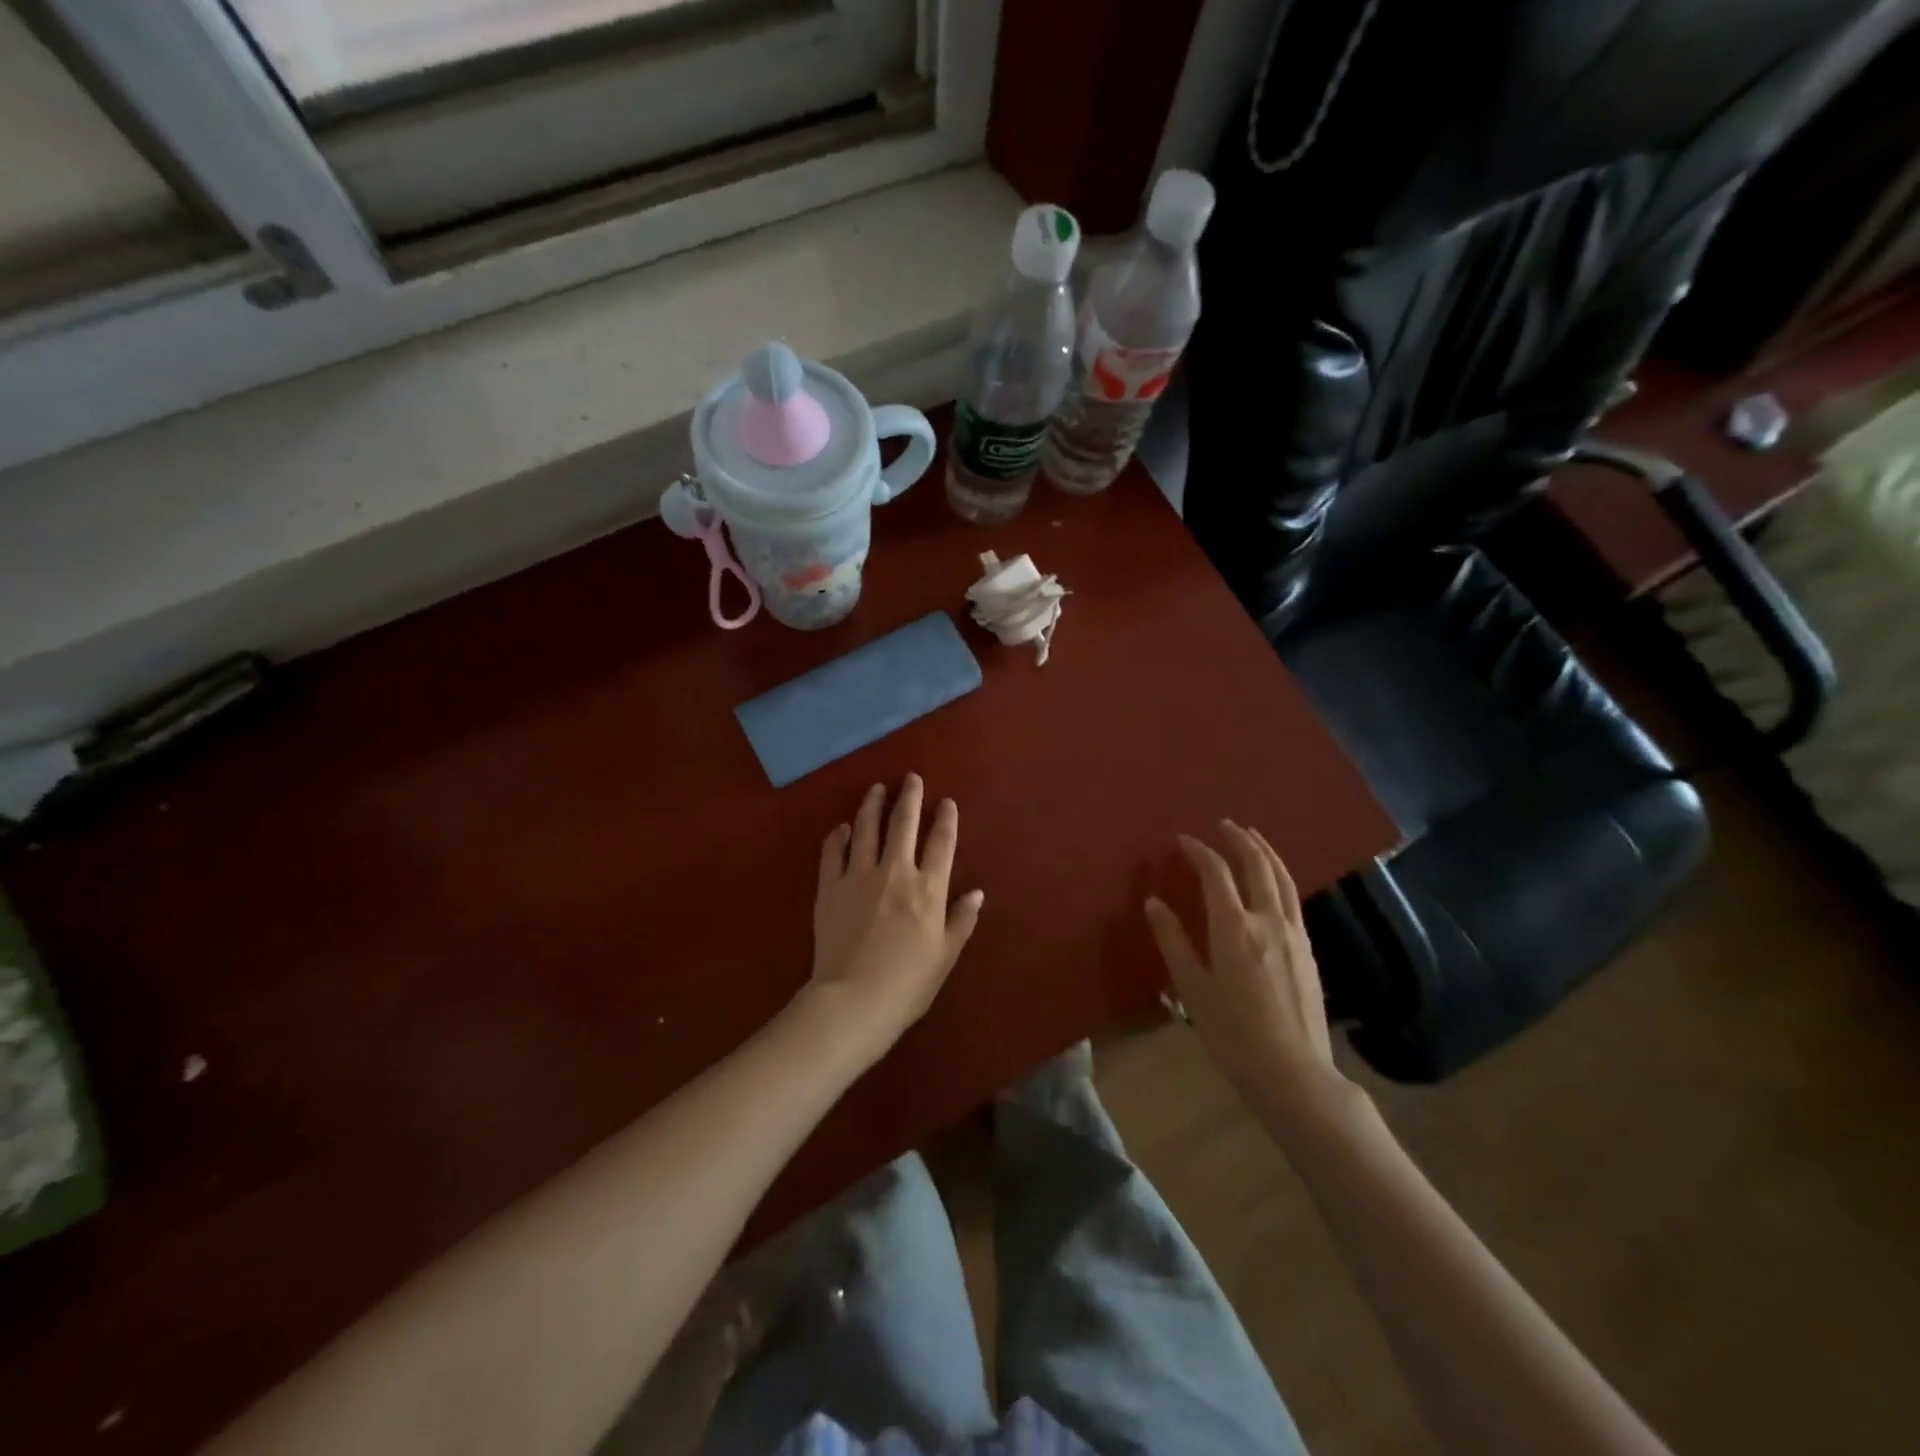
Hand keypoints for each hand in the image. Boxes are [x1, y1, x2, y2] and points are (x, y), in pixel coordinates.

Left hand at [806, 775, 983, 1060]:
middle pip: (904, 824)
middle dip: (909, 797)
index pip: (941, 842)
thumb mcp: (945, 956)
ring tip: (876, 788)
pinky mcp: (829, 886)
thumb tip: (976, 892)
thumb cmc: (907, 984)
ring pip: (866, 828)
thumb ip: (961, 920)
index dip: (946, 819)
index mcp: (928, 889)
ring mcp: (858, 876)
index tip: (946, 801)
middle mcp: (895, 872)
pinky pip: (833, 851)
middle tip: (911, 778)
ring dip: (872, 805)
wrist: (853, 1001)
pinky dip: (839, 835)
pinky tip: (842, 827)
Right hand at [1145, 821, 1352, 1127]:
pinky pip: (1292, 898)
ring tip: (1252, 837)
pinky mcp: (1308, 950)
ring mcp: (1294, 934)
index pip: (1217, 873)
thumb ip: (1173, 941)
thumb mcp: (1192, 989)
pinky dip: (1279, 876)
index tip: (1183, 840)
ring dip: (1265, 852)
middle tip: (1224, 824)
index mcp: (1235, 927)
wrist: (1294, 1074)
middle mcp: (1268, 921)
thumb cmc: (1233, 1034)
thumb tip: (1154, 903)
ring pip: (1282, 878)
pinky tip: (1272, 882)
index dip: (1199, 851)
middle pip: (1258, 865)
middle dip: (1240, 839)